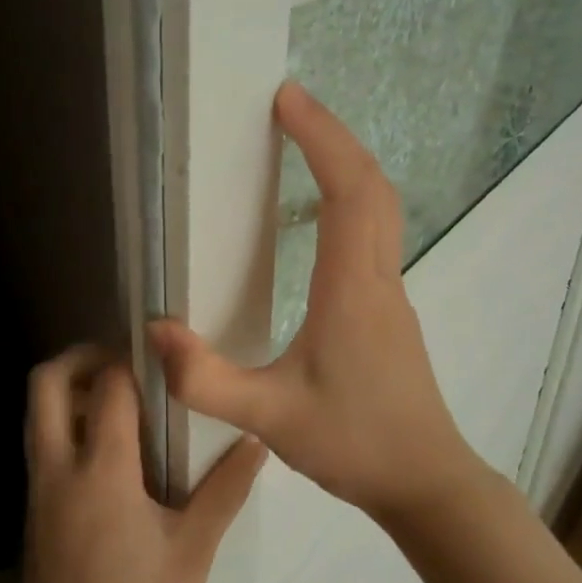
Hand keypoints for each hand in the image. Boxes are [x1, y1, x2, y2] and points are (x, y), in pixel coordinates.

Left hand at [21, 347, 265, 582]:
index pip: (107, 387)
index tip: (159, 359)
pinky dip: (63, 424)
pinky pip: (40, 445)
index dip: (130, 362)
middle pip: (45, 383)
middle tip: (121, 362)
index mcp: (101, 471)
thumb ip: (224, 490)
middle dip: (78, 357)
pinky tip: (106, 449)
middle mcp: (59, 468)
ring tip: (118, 400)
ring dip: (68, 390)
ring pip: (36, 413)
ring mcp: (38, 490)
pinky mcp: (33, 511)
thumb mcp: (192, 554)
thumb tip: (256, 440)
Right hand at [149, 81, 483, 521]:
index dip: (321, 138)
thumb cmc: (354, 444)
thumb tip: (155, 330)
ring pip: (379, 205)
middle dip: (333, 135)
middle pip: (372, 184)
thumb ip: (207, 379)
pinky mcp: (387, 306)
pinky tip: (320, 211)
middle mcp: (377, 275)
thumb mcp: (270, 418)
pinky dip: (351, 195)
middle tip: (290, 106)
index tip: (287, 100)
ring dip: (345, 162)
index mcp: (352, 288)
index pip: (348, 191)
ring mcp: (389, 290)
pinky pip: (374, 229)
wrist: (426, 483)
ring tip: (303, 141)